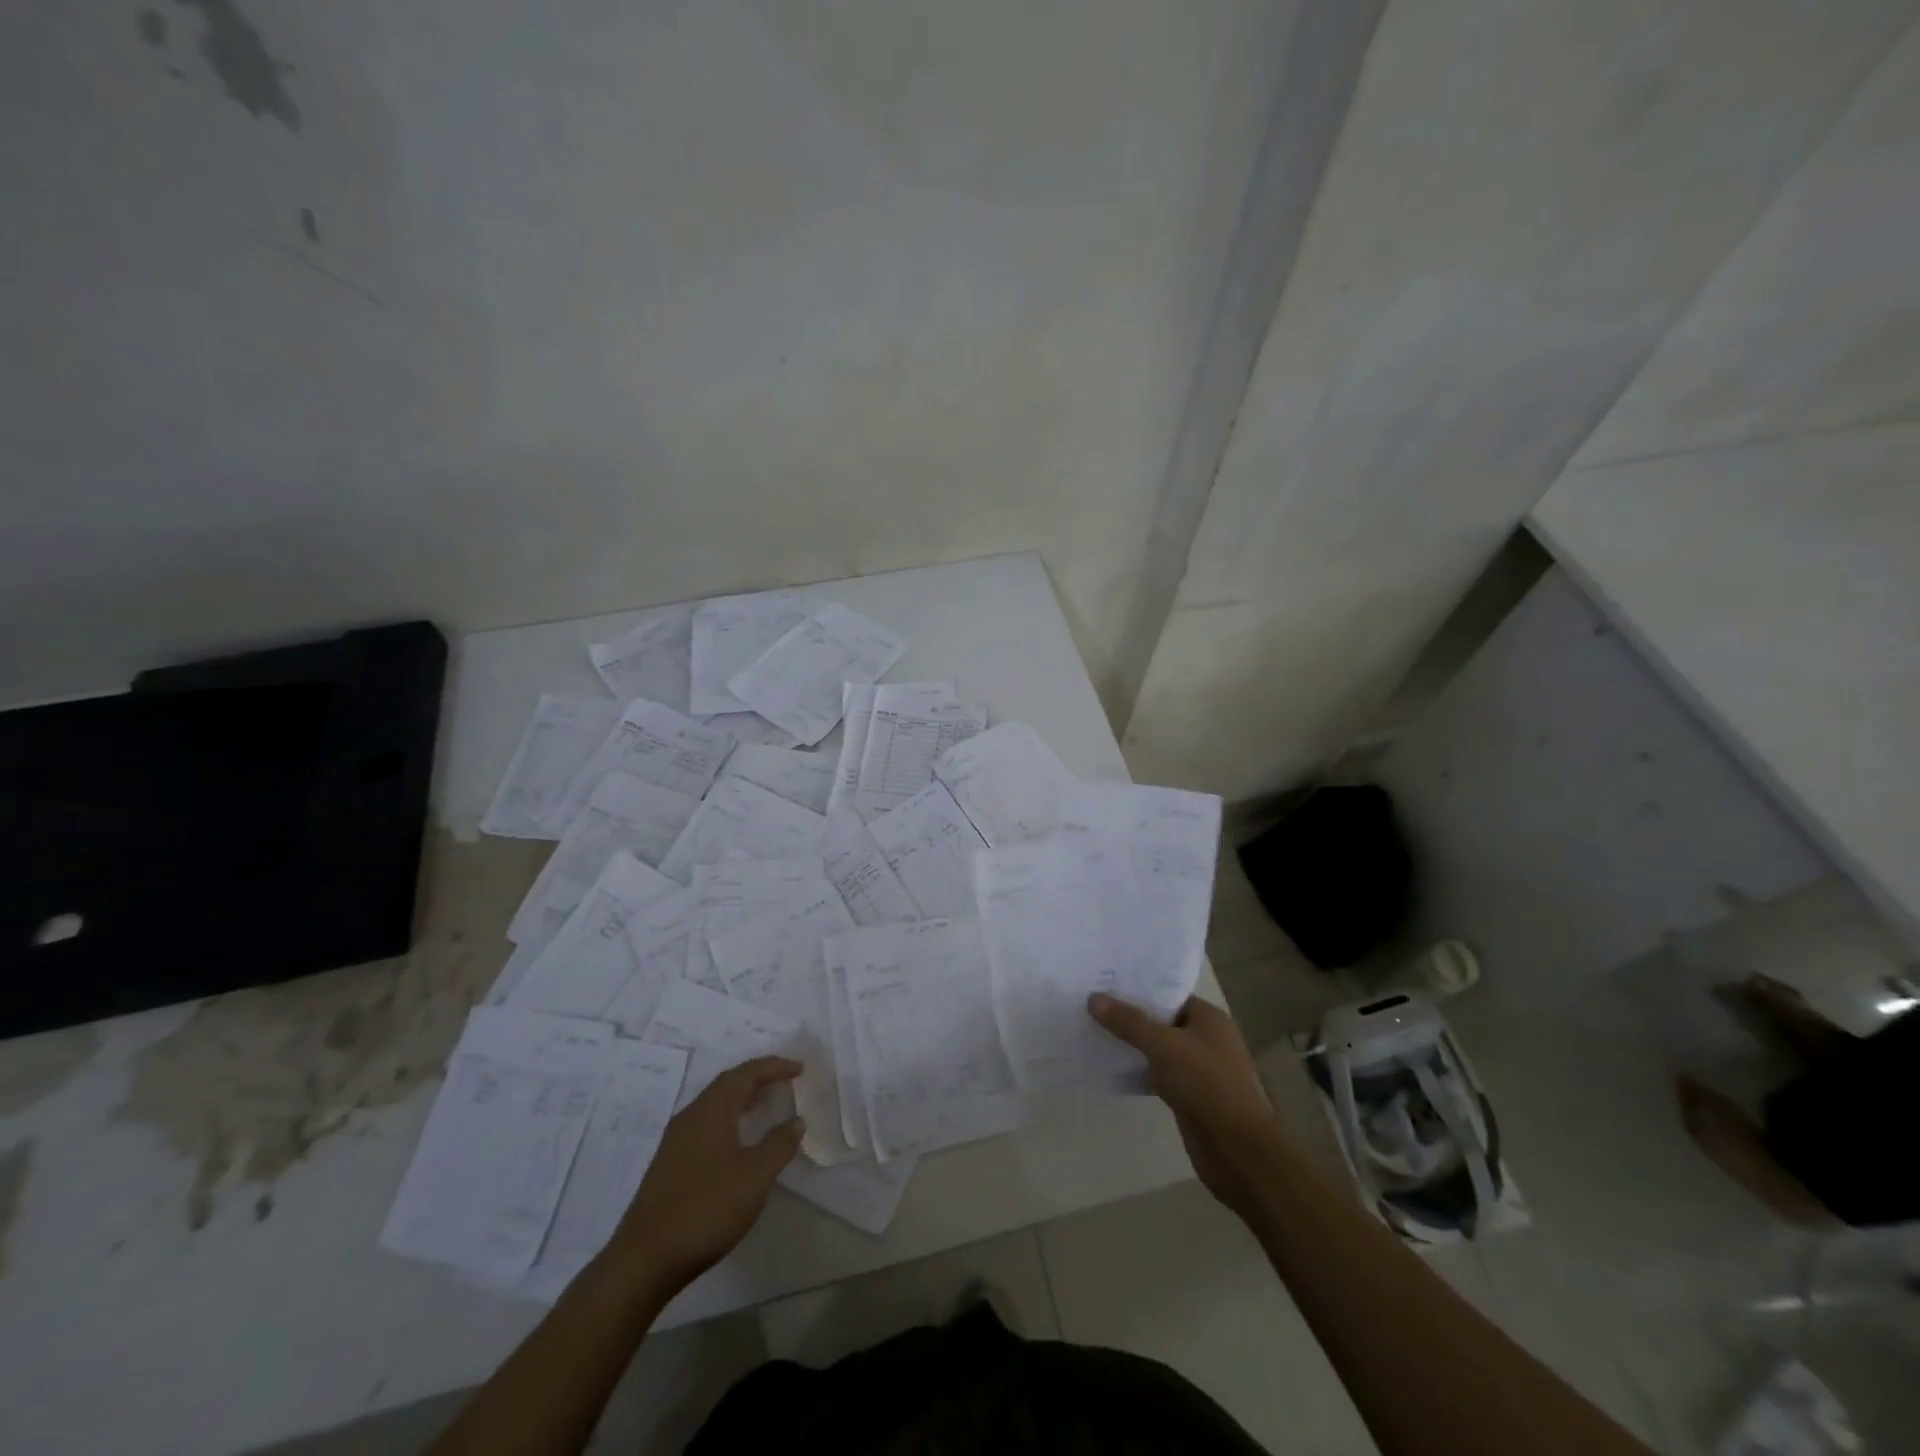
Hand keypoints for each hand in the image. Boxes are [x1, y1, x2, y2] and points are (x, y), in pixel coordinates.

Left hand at [604, 1057, 803, 1297]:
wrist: (644, 1261)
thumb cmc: (706, 1208)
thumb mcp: (754, 1176)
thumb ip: (779, 1144)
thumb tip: (797, 1120)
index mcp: (711, 1110)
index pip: (746, 1074)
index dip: (774, 1067)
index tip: (799, 1068)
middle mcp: (691, 1116)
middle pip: (727, 1084)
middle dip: (757, 1078)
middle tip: (785, 1081)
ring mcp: (675, 1142)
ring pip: (714, 1106)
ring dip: (742, 1100)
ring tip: (766, 1105)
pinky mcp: (669, 1165)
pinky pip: (705, 1125)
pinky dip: (729, 1121)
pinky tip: (738, 1142)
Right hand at [1088, 994, 1286, 1220]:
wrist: (1238, 1150)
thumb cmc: (1206, 1084)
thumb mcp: (1163, 1046)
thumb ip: (1128, 1022)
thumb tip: (1093, 998)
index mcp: (1209, 1018)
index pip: (1168, 995)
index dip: (1138, 990)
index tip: (1104, 986)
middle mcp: (1206, 1039)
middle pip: (1162, 1021)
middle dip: (1131, 1017)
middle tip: (1092, 1008)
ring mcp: (1199, 1069)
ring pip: (1158, 1050)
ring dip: (1133, 1046)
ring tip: (1095, 1034)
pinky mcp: (1189, 1096)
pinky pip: (1159, 1075)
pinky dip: (1139, 1072)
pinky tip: (1112, 1069)